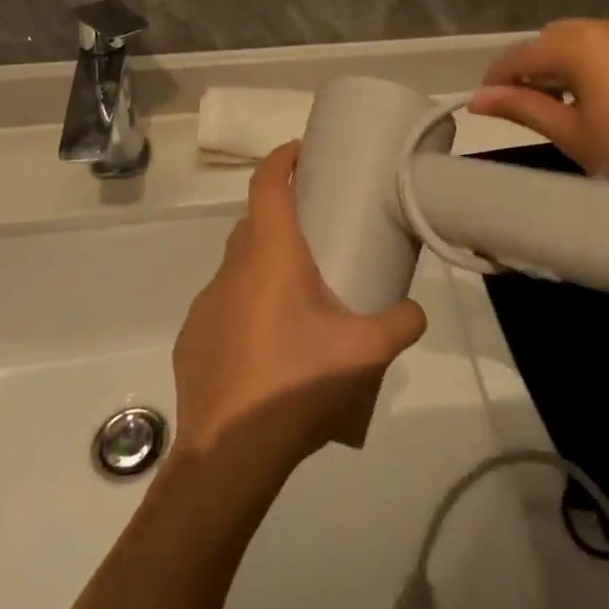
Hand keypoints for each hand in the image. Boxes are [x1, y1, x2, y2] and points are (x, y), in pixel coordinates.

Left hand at [172, 142, 426, 483]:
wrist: (229, 457)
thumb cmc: (296, 383)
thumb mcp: (365, 352)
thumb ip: (401, 323)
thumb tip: (415, 312)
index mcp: (270, 255)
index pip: (267, 183)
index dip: (282, 158)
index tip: (304, 151)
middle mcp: (232, 269)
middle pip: (254, 222)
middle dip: (283, 214)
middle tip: (318, 230)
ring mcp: (205, 305)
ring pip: (237, 265)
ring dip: (264, 265)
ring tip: (298, 295)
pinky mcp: (192, 339)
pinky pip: (223, 305)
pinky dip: (245, 306)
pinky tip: (267, 344)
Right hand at [470, 19, 608, 247]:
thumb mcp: (570, 133)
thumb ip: (522, 107)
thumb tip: (477, 98)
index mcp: (583, 43)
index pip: (525, 54)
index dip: (499, 76)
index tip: (482, 99)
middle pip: (555, 39)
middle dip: (533, 67)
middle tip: (521, 104)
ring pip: (585, 41)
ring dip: (564, 64)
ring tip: (557, 103)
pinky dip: (594, 65)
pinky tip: (594, 98)